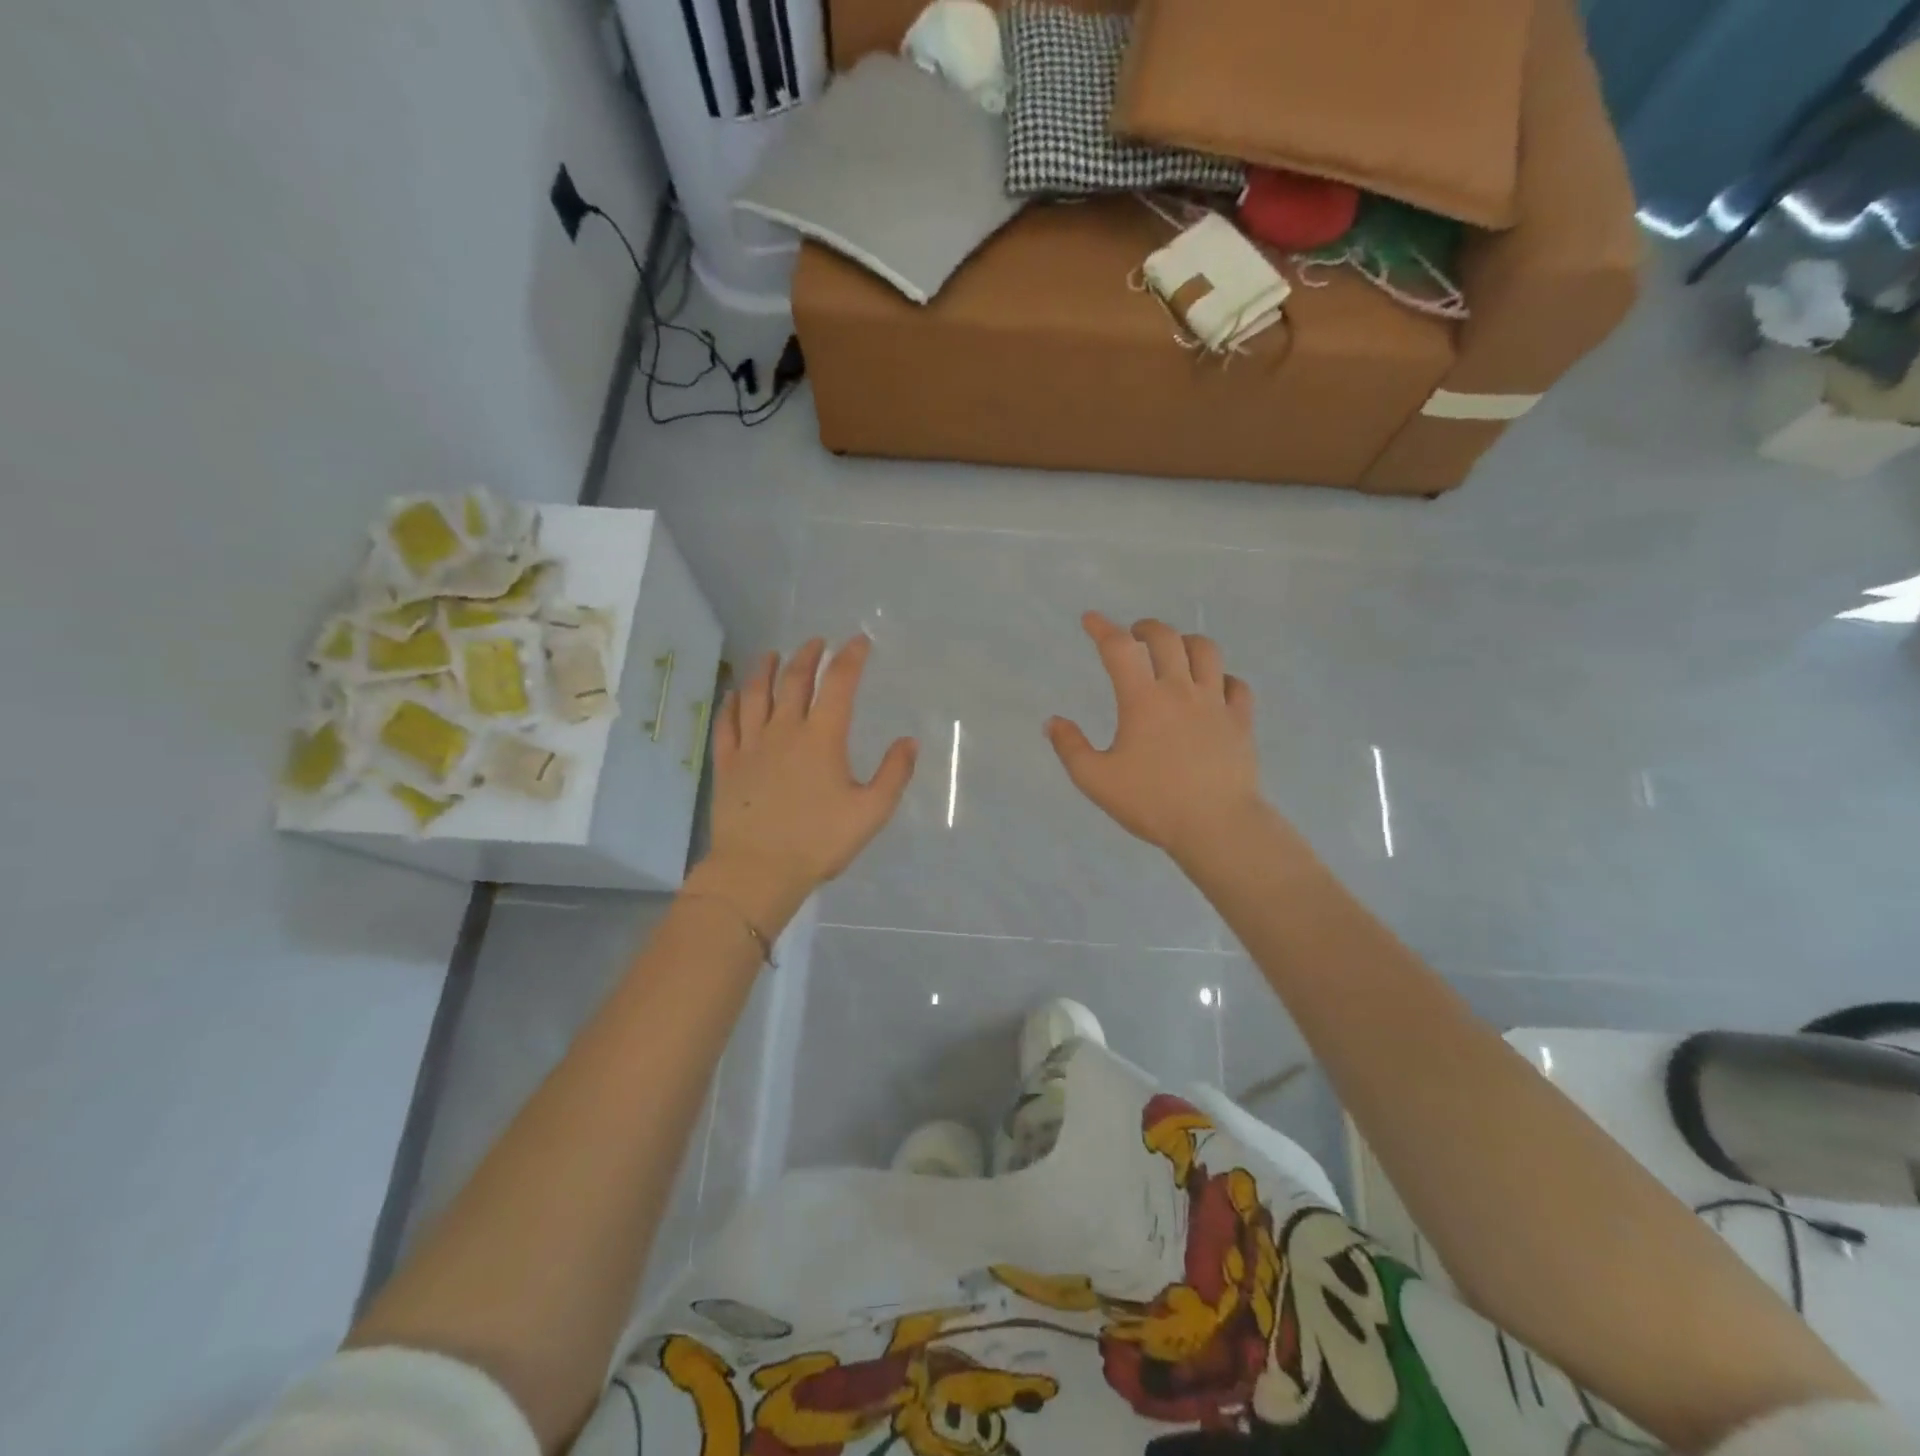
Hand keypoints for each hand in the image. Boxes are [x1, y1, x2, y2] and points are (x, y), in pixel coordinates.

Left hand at [699, 636, 916, 924]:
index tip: (859, 641)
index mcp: (822, 738)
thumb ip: (894, 774)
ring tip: (771, 654)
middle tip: (816, 642)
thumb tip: (909, 741)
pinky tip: (734, 694)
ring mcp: (751, 745)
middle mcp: (784, 731)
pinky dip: (731, 704)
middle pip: (794, 681)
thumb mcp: (870, 812)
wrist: (758, 869)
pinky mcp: (727, 764)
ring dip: (764, 669)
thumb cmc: (819, 842)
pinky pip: (727, 724)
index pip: (838, 684)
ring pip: (756, 695)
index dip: (850, 658)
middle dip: (807, 656)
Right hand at [1046, 612, 1262, 864]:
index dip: (1102, 628)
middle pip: (1167, 638)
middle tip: (1134, 636)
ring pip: (1206, 651)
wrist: (1216, 826)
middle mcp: (1181, 690)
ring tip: (1175, 653)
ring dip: (1186, 643)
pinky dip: (1221, 678)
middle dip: (1146, 628)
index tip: (1090, 619)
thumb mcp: (1096, 780)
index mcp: (1143, 700)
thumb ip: (1070, 747)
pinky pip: (1236, 684)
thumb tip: (1053, 721)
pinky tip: (1212, 688)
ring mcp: (1216, 703)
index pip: (1119, 648)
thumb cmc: (1152, 802)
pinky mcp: (1241, 721)